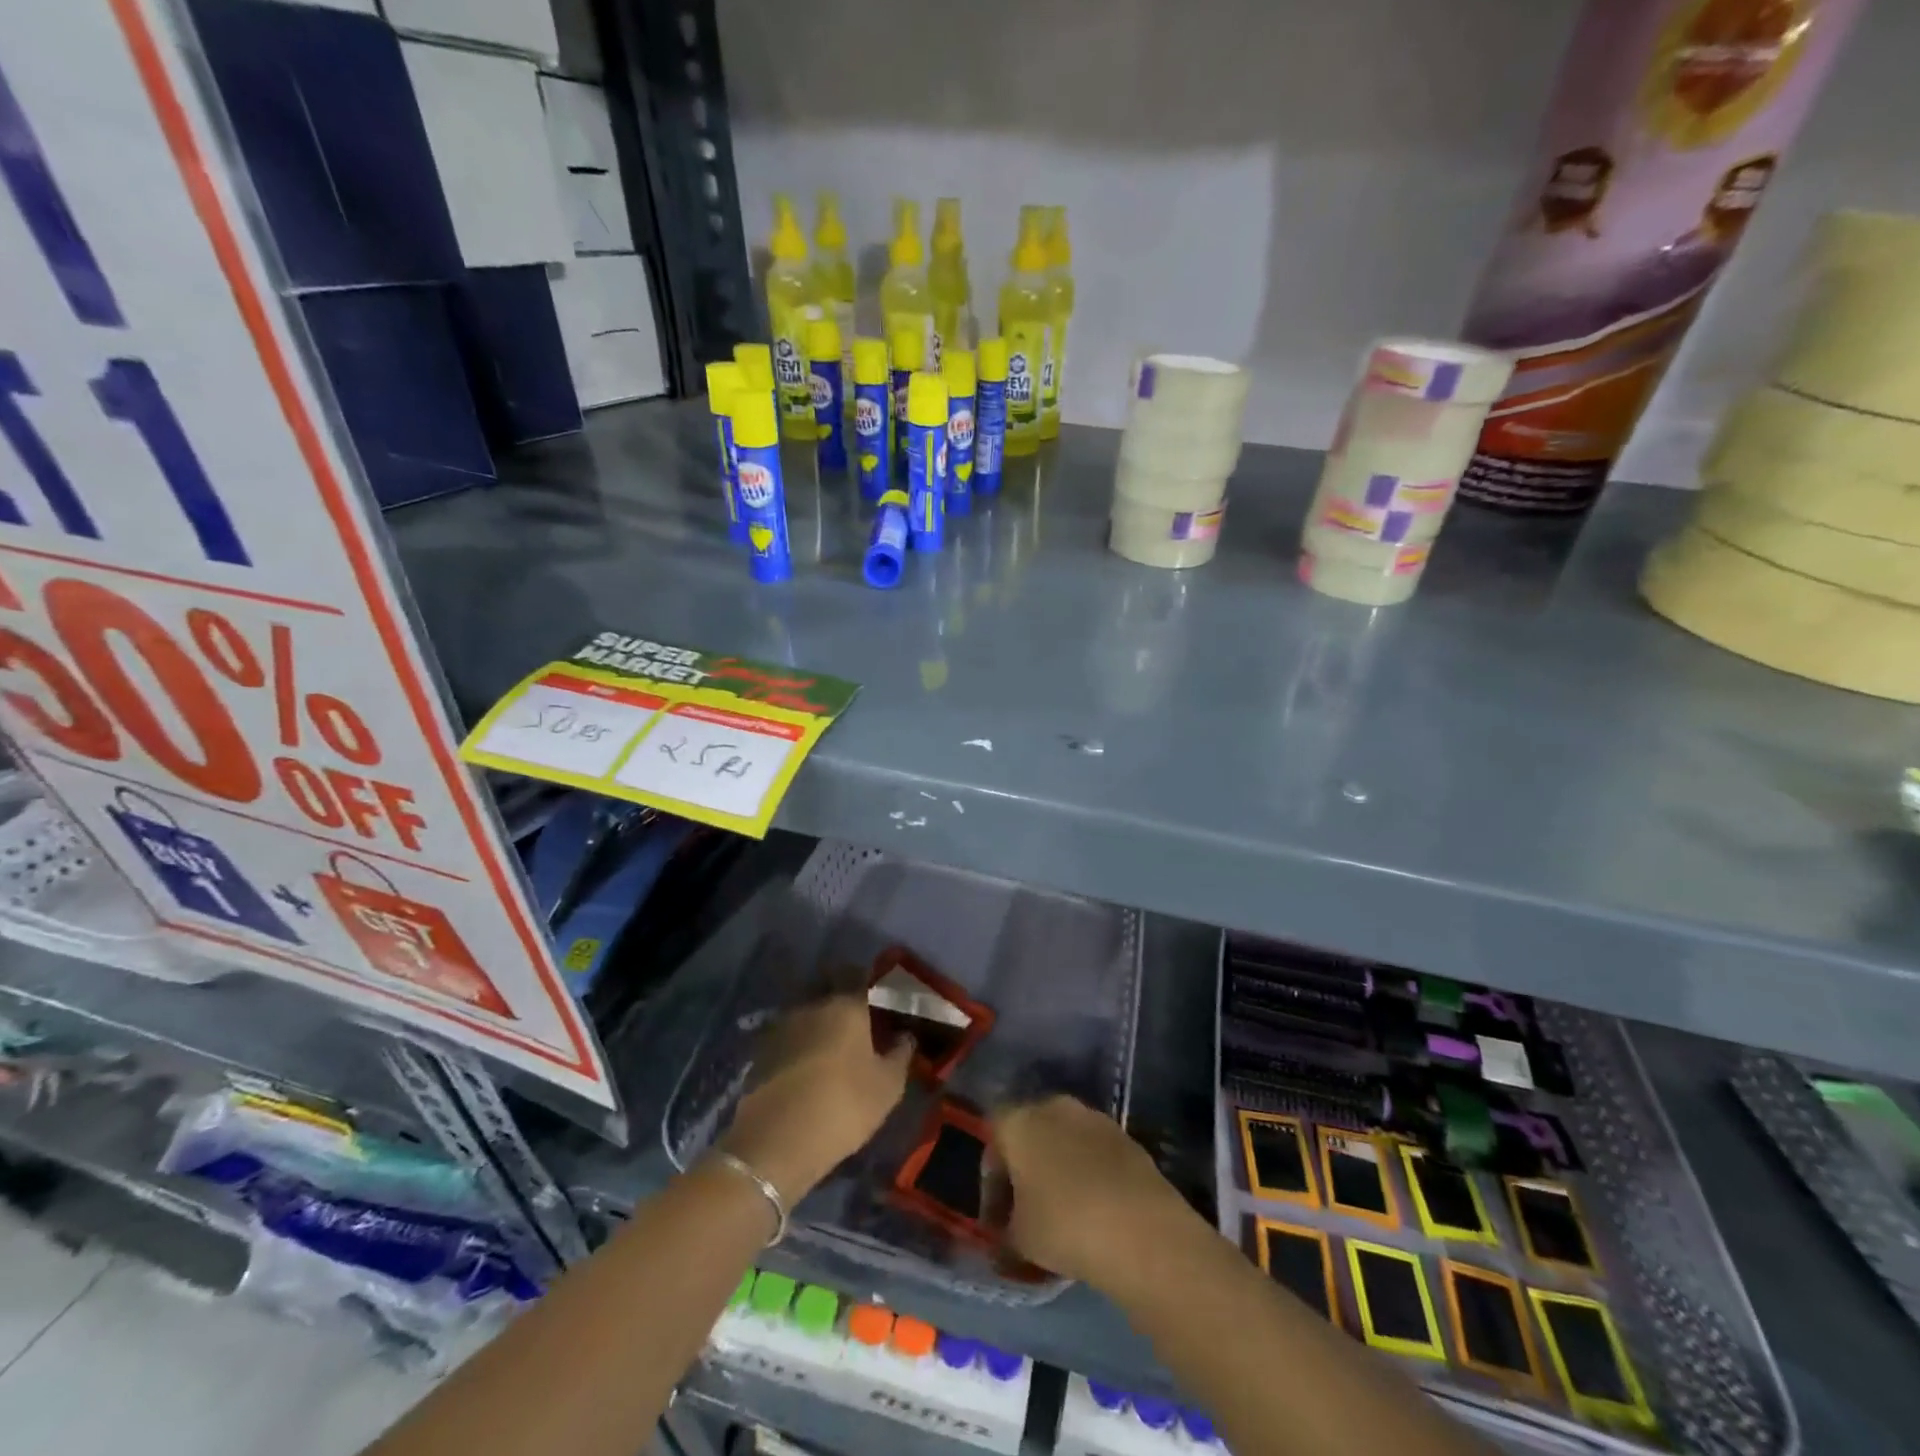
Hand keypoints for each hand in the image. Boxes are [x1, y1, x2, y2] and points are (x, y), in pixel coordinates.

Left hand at [718, 995, 911, 1204]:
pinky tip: (807, 1067)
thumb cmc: (843, 1105)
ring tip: (831, 1047)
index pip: (859, 975)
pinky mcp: (760, 1052)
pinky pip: (788, 1037)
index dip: (870, 981)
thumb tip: (905, 1036)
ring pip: (806, 1013)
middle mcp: (812, 1005)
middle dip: (841, 999)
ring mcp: (782, 1027)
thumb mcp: (887, 1087)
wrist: (775, 1141)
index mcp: (846, 1005)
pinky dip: (799, 1045)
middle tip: (857, 1021)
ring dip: (818, 1023)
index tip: (880, 994)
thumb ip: (900, 1055)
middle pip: (829, 990)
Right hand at [989, 1096, 1193, 1288]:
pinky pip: (1093, 1153)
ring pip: (1063, 1142)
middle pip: (1029, 1135)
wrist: (1142, 1229)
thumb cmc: (1065, 1226)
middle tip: (1025, 1215)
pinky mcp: (1125, 1137)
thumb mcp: (1019, 1241)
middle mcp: (1053, 1107)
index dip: (991, 1183)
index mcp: (1019, 1121)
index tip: (996, 1222)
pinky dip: (1088, 1174)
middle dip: (1024, 1172)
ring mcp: (1093, 1118)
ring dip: (1058, 1171)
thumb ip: (1004, 1236)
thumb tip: (1004, 1241)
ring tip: (1062, 1215)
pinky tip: (1094, 1211)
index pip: (993, 1141)